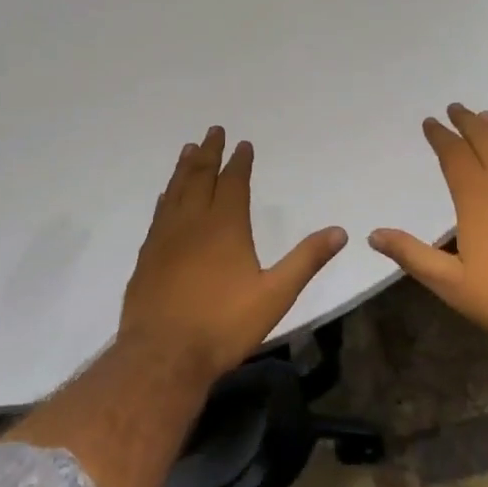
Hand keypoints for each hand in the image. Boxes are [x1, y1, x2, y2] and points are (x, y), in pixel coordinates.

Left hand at [121, 126, 347, 380]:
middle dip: (209, 153)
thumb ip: (306, 260)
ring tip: (189, 149)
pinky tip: (165, 195)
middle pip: (200, 177)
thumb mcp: (275, 294)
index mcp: (225, 226)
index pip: (233, 182)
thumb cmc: (224, 325)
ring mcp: (165, 238)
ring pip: (175, 191)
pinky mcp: (147, 256)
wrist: (163, 355)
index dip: (239, 161)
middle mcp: (192, 222)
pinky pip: (159, 213)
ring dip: (184, 168)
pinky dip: (166, 196)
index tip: (242, 143)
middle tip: (213, 131)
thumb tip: (340, 231)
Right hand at [370, 104, 487, 355]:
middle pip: (486, 141)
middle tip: (457, 108)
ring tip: (487, 118)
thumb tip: (374, 234)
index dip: (441, 136)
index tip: (431, 122)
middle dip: (468, 123)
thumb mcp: (451, 283)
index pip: (454, 155)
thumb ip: (413, 255)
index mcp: (477, 198)